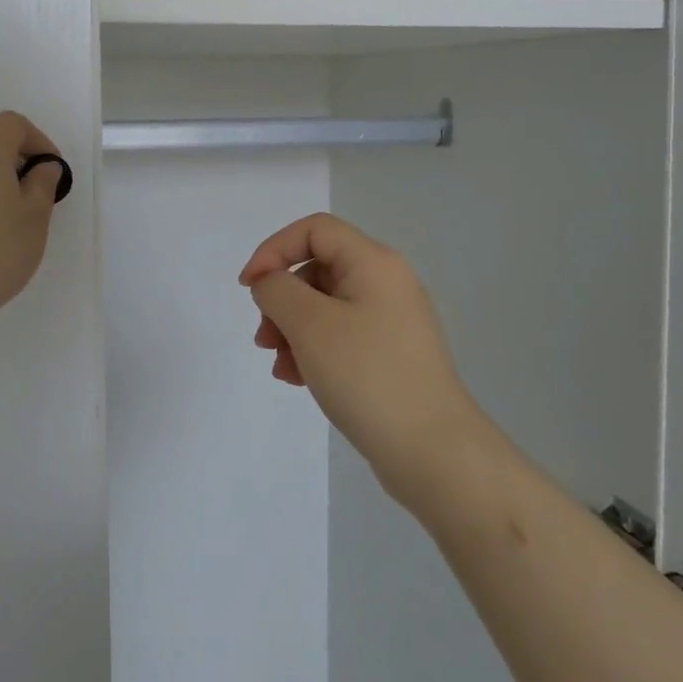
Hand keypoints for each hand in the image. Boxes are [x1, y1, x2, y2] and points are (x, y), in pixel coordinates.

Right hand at [240, 214, 496, 507]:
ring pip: (325, 306)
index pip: (314, 229)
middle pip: (317, 269)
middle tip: (264, 338)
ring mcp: (392, 321)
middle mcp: (387, 283)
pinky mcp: (391, 355)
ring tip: (280, 366)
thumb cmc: (367, 375)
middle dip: (281, 299)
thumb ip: (277, 290)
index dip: (274, 249)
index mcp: (374, 263)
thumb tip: (271, 283)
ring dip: (292, 329)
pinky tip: (299, 380)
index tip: (248, 287)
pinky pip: (341, 336)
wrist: (433, 452)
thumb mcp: (310, 325)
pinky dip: (314, 350)